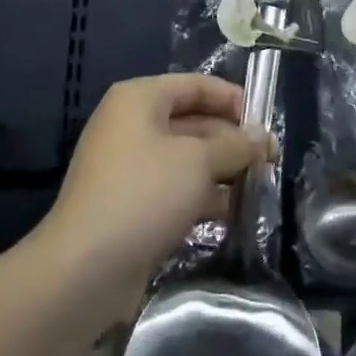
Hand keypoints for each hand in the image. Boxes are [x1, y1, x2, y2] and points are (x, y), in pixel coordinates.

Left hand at [36, 74, 272, 325]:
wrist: (85, 269)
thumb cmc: (145, 194)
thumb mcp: (199, 161)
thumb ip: (235, 145)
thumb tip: (263, 138)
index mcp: (140, 99)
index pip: (196, 85)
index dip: (233, 100)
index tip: (267, 124)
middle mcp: (131, 126)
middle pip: (193, 122)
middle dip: (232, 141)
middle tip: (271, 162)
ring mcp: (129, 167)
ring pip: (187, 159)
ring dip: (223, 172)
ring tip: (260, 188)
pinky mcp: (132, 205)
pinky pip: (175, 189)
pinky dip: (203, 197)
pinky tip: (234, 214)